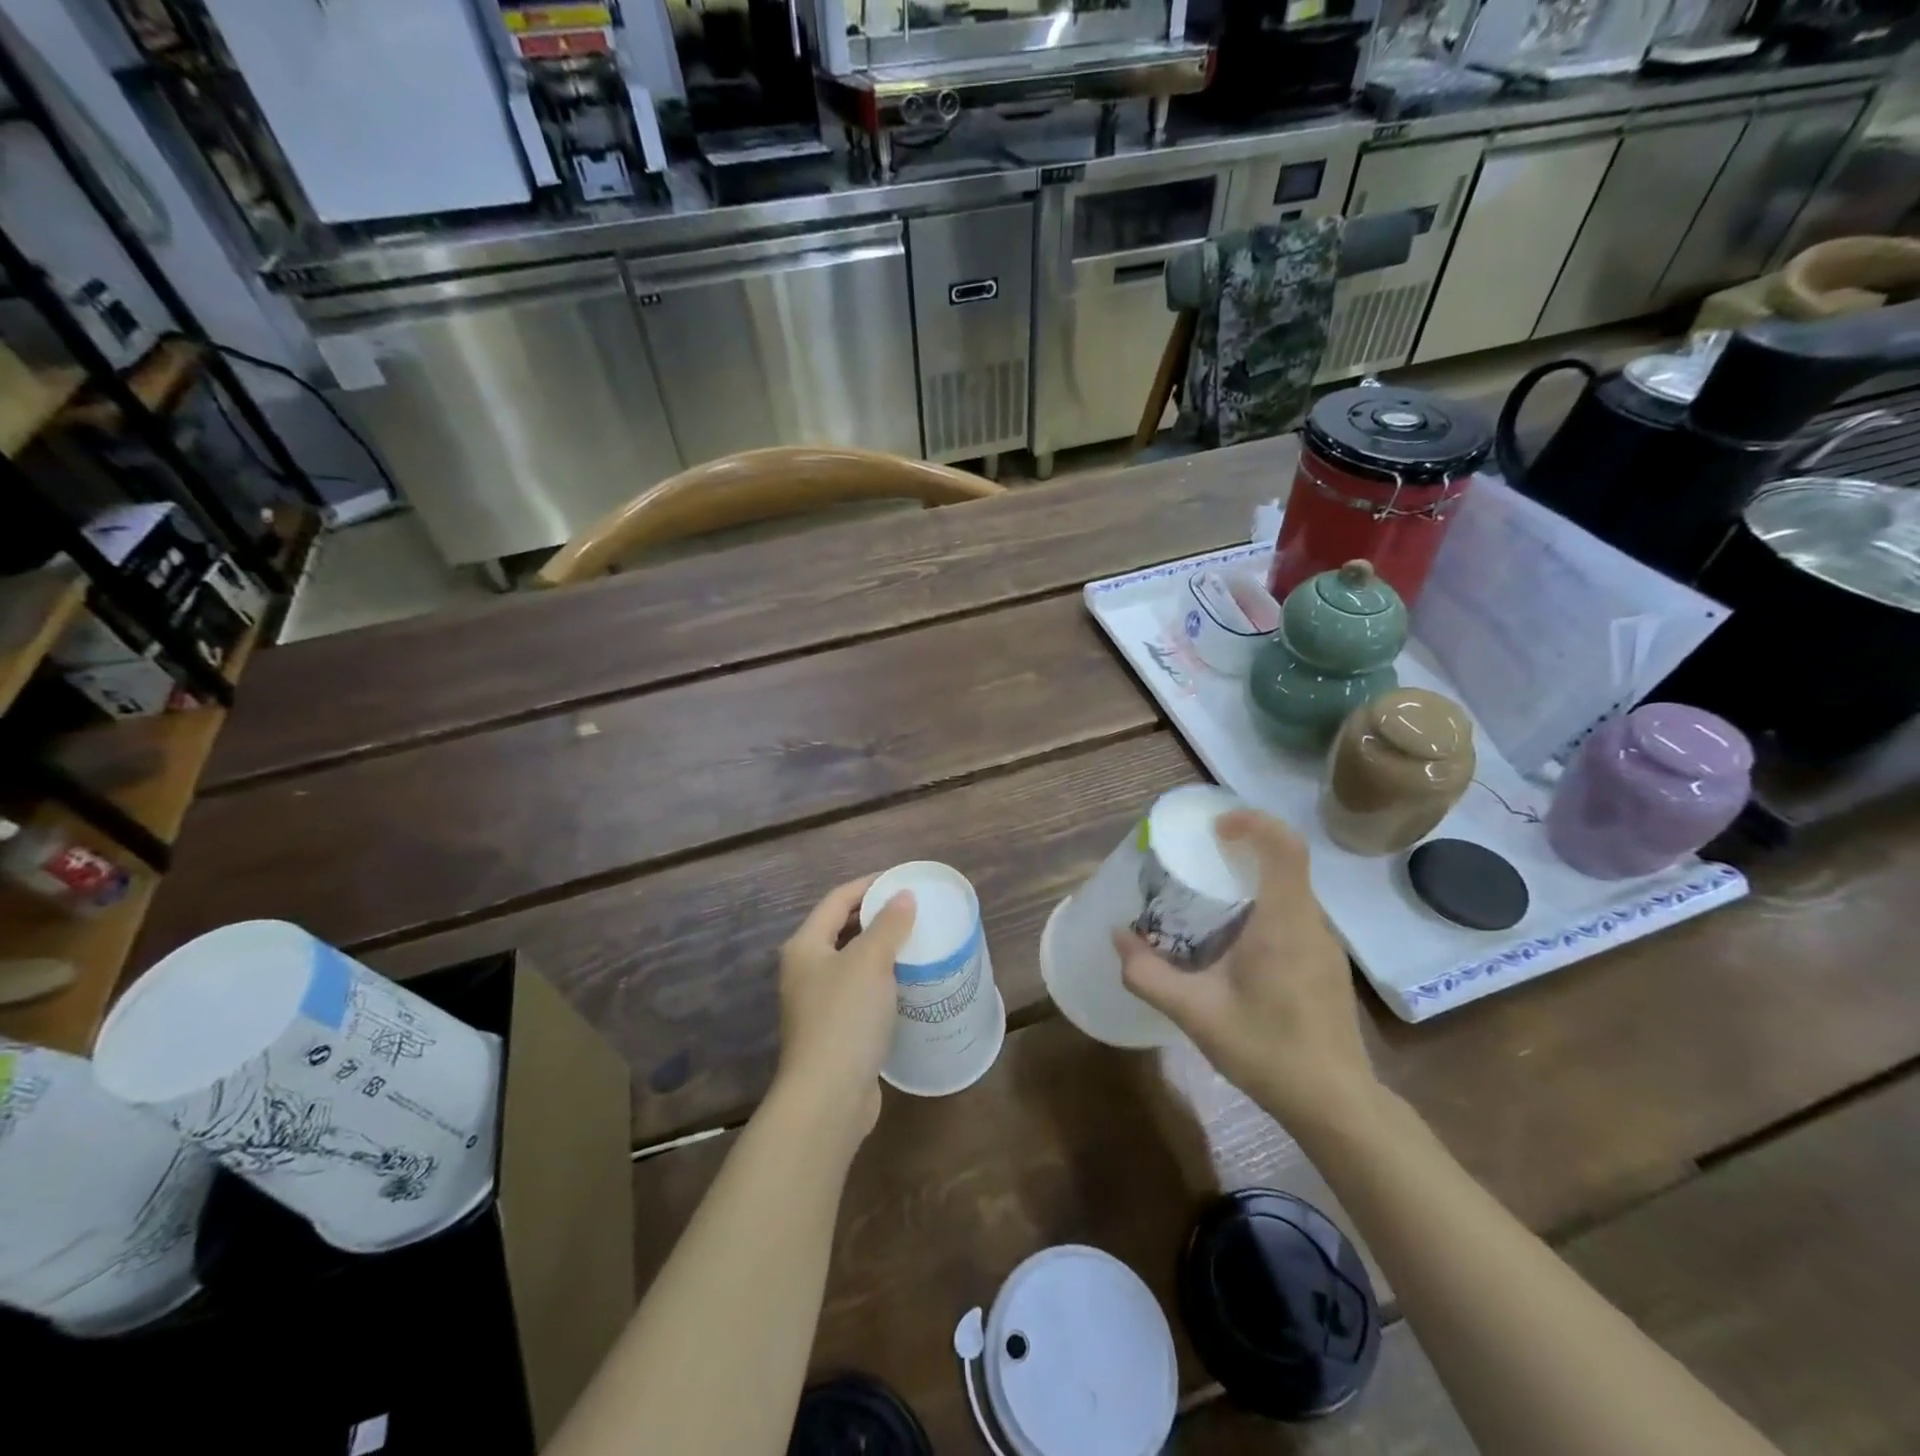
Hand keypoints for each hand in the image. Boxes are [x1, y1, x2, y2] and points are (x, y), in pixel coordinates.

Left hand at [772, 877, 915, 1140]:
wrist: (827, 1098)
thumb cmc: (845, 1018)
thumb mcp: (870, 962)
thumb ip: (889, 925)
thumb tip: (903, 896)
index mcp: (805, 946)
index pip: (837, 899)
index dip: (869, 885)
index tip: (903, 880)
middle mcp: (805, 971)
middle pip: (841, 929)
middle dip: (875, 916)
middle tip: (913, 910)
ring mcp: (816, 1003)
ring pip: (851, 963)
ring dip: (880, 949)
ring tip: (915, 941)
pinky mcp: (833, 1031)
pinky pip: (859, 992)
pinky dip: (881, 981)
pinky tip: (906, 984)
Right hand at [1115, 810, 1378, 1130]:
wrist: (1335, 1105)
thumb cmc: (1267, 1049)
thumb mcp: (1195, 1013)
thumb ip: (1149, 974)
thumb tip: (1118, 939)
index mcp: (1284, 922)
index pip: (1284, 846)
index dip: (1253, 822)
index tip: (1215, 828)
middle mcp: (1312, 924)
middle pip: (1287, 862)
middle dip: (1245, 847)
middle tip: (1201, 858)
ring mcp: (1325, 946)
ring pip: (1292, 890)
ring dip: (1254, 880)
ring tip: (1211, 899)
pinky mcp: (1327, 966)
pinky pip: (1296, 916)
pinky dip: (1265, 907)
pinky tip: (1236, 944)